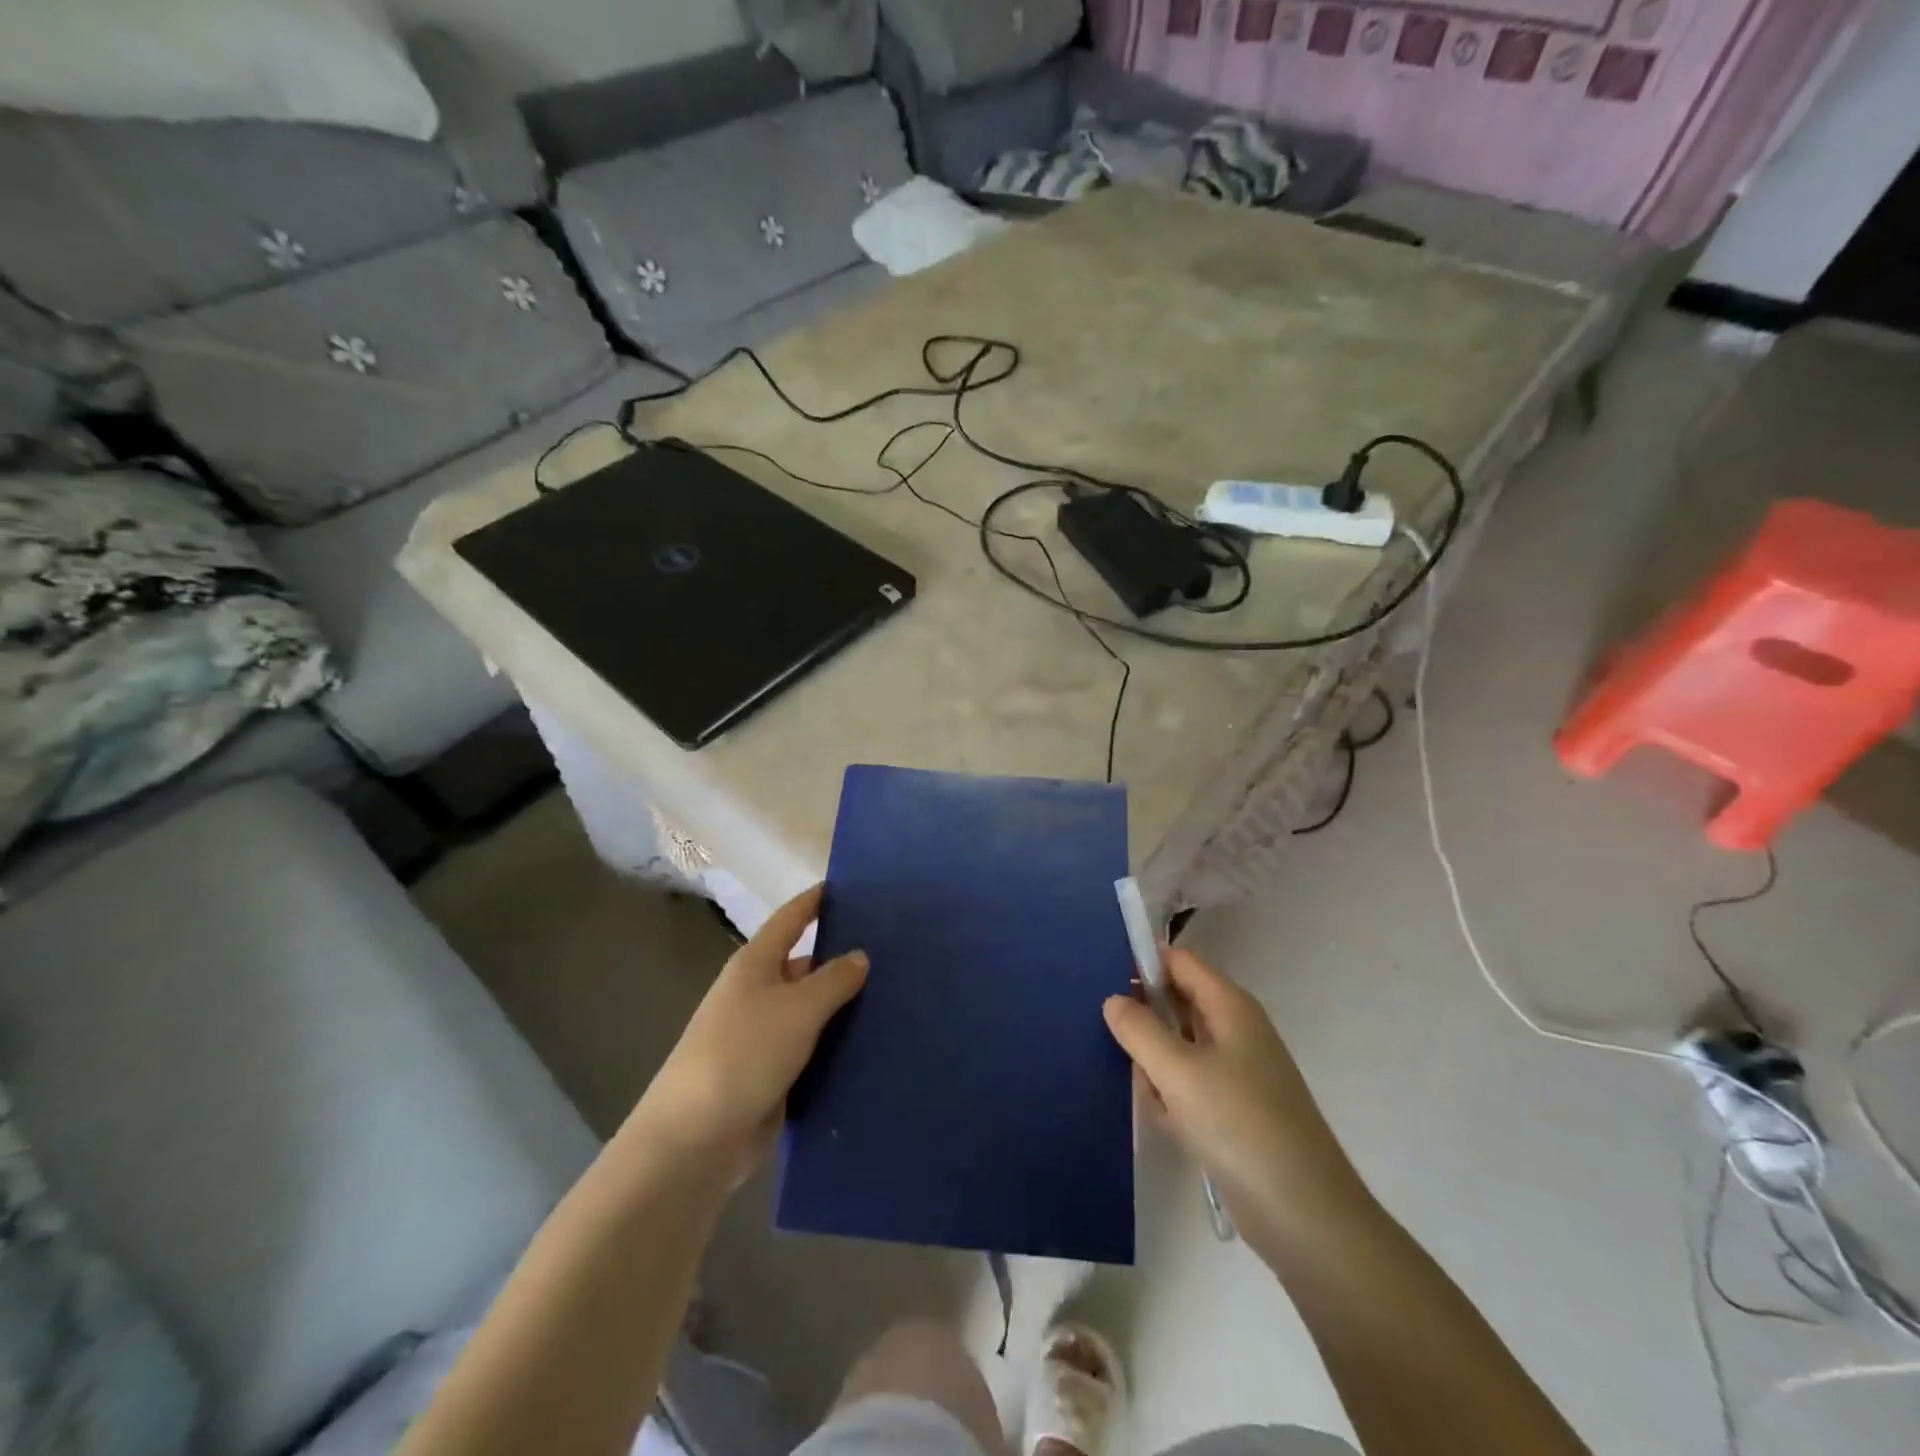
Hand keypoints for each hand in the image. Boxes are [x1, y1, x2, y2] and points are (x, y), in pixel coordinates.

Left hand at [632, 885, 866, 1179]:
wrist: (696, 1139)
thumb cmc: (745, 1053)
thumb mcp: (798, 1008)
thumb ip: (834, 979)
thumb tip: (860, 956)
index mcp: (756, 964)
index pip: (791, 918)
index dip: (817, 900)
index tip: (850, 886)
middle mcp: (758, 992)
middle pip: (806, 964)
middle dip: (843, 958)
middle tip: (895, 952)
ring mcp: (763, 1035)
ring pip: (812, 1010)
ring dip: (845, 1006)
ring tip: (896, 996)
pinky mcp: (771, 1073)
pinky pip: (811, 1048)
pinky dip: (837, 1045)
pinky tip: (873, 1044)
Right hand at [1103, 947, 1367, 1242]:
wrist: (1305, 1216)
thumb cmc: (1239, 1125)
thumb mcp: (1177, 1072)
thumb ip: (1139, 1029)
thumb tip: (1114, 1000)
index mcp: (1230, 1006)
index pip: (1179, 961)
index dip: (1143, 963)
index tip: (1101, 980)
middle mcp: (1235, 1029)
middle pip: (1177, 1002)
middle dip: (1144, 1020)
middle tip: (1114, 1042)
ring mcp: (1238, 1071)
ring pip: (1178, 1046)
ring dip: (1156, 1066)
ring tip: (1149, 1095)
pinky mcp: (1235, 1109)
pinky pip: (1190, 1084)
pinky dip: (1173, 1097)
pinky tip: (1167, 1123)